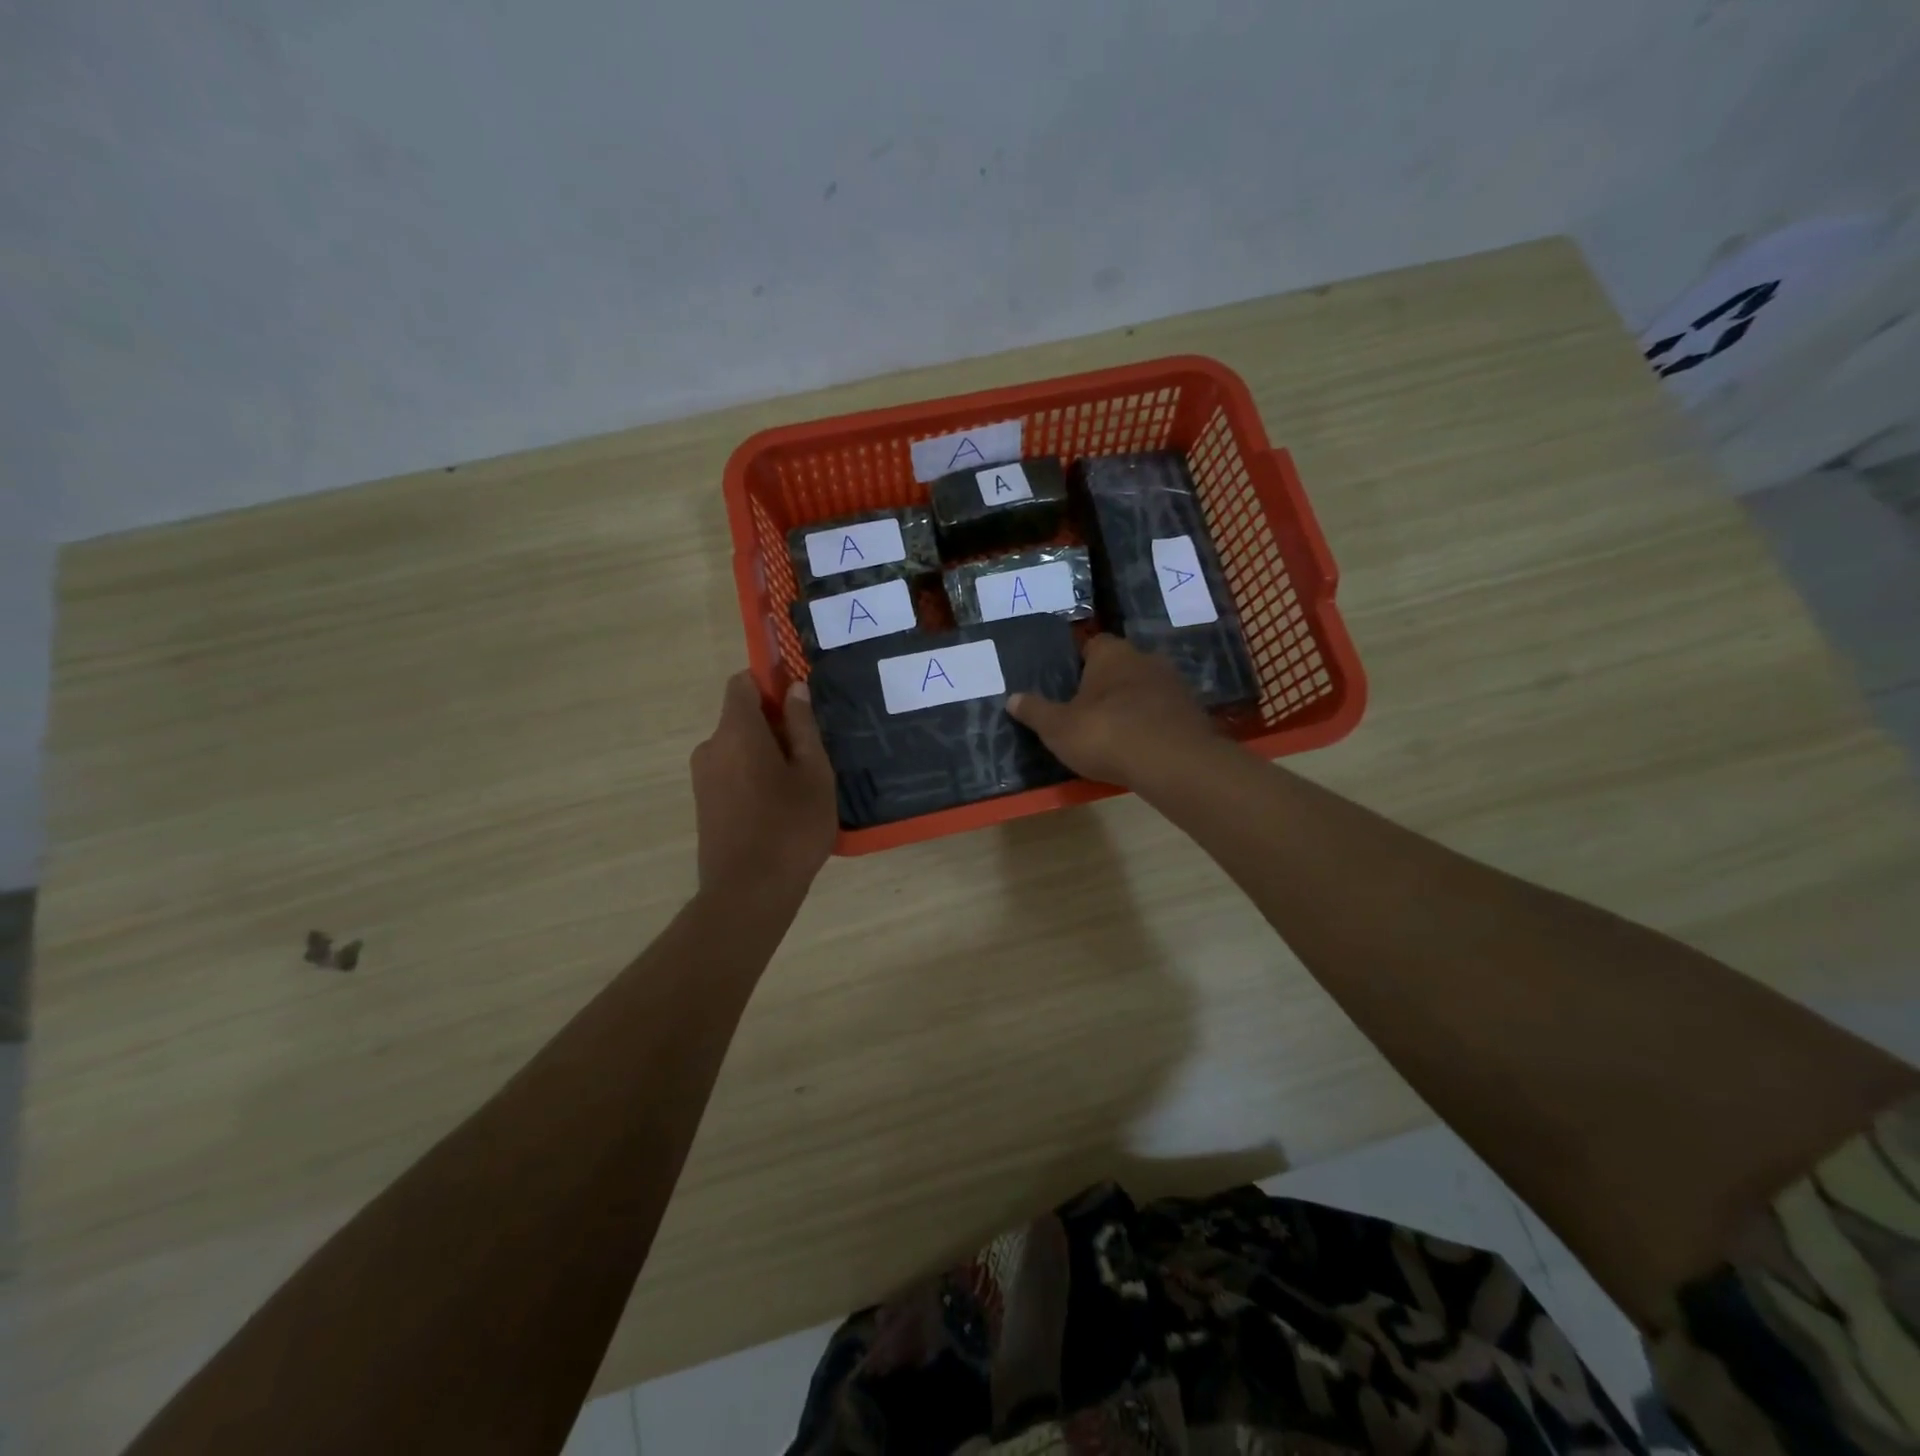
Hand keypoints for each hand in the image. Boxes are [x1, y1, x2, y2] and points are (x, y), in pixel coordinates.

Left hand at [690, 673, 836, 896]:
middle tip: (812, 754)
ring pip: (738, 747)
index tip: (800, 703)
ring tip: (800, 786)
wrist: (748, 894)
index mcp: (737, 732)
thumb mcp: (813, 773)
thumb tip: (795, 689)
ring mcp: (702, 777)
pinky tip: (780, 807)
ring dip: (766, 754)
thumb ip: (803, 726)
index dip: (770, 683)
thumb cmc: (791, 828)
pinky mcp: (703, 803)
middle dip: (775, 724)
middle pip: (742, 717)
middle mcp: (711, 747)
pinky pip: (731, 772)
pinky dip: (754, 776)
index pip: (742, 683)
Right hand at [1006, 634, 1217, 787]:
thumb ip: (1035, 711)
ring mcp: (1174, 685)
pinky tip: (1140, 747)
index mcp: (1112, 653)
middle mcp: (1146, 658)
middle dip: (1106, 685)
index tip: (1067, 684)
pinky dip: (1152, 725)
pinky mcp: (1192, 712)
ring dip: (1131, 705)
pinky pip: (1163, 713)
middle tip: (1086, 711)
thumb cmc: (1106, 734)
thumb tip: (1012, 698)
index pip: (1092, 644)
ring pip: (1144, 689)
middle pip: (1120, 666)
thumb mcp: (1058, 727)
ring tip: (1113, 732)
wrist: (1173, 764)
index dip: (1078, 663)